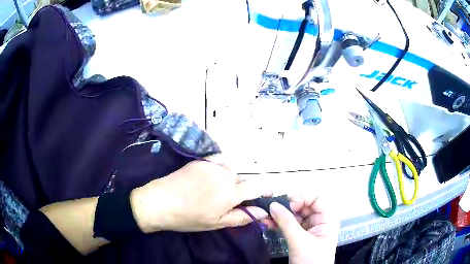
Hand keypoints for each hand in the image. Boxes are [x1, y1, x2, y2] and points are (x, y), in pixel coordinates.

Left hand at [130, 156, 270, 232]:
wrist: (160, 201)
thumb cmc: (189, 217)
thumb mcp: (217, 223)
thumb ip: (242, 216)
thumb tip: (263, 213)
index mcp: (231, 192)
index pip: (256, 187)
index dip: (264, 190)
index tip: (266, 195)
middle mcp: (226, 174)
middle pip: (242, 179)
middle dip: (241, 189)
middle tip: (227, 202)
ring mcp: (212, 165)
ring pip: (231, 171)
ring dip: (229, 180)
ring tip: (214, 191)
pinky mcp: (201, 160)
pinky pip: (219, 163)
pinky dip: (220, 170)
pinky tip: (207, 180)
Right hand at [262, 194, 338, 263]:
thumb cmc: (311, 260)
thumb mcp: (300, 242)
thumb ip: (287, 223)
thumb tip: (273, 205)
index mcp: (327, 219)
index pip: (316, 198)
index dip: (303, 197)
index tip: (288, 205)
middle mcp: (319, 220)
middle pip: (304, 205)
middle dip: (287, 207)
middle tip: (272, 210)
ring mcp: (308, 228)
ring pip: (294, 215)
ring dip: (280, 215)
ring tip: (266, 217)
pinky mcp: (299, 235)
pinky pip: (289, 225)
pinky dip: (279, 223)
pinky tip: (268, 224)